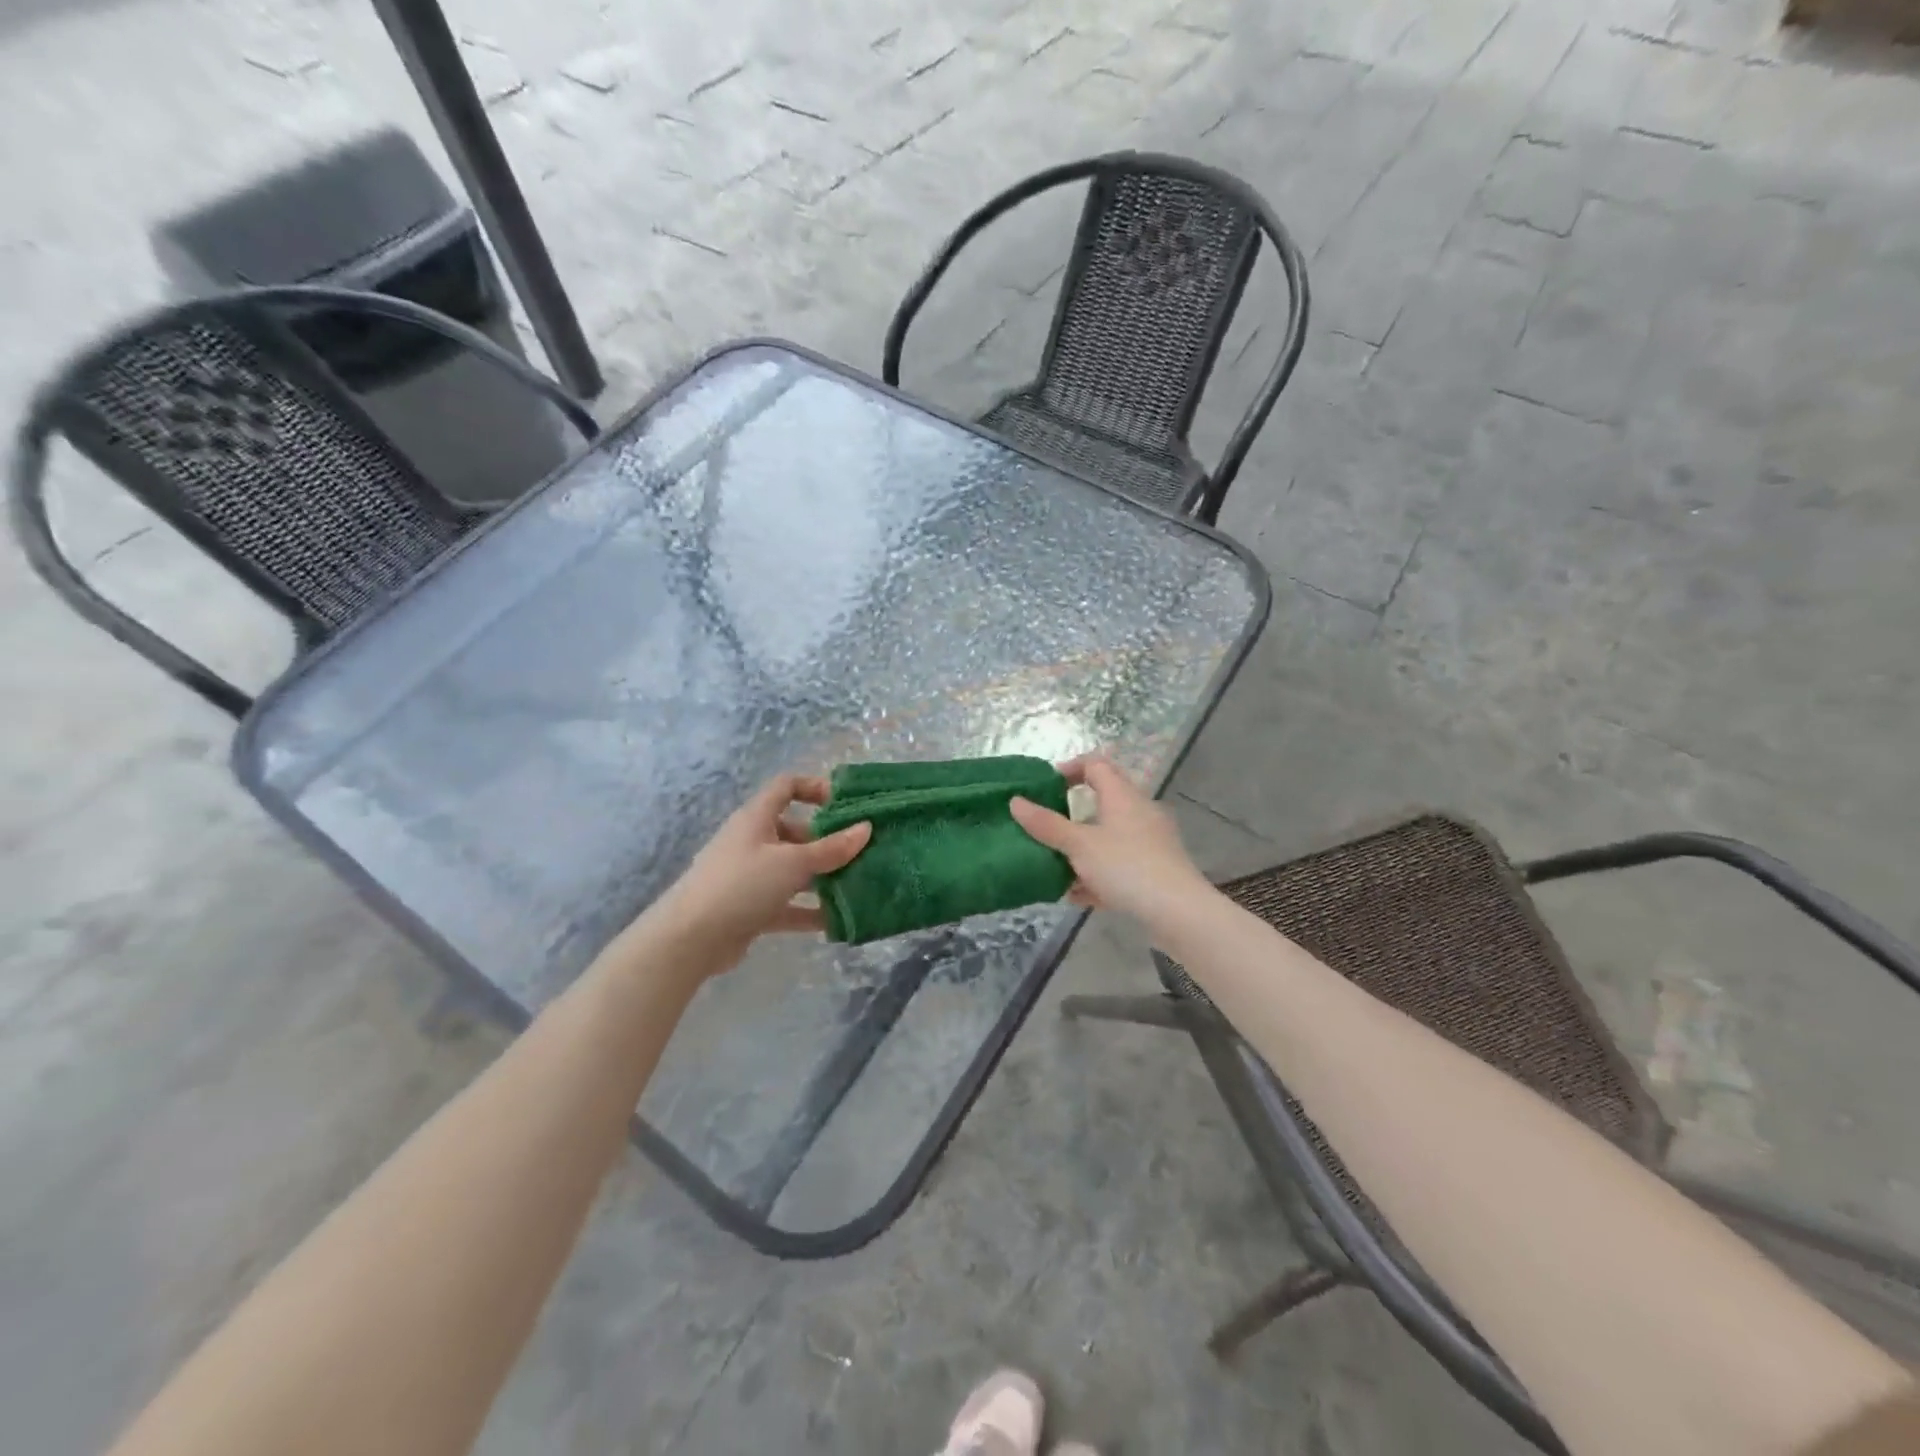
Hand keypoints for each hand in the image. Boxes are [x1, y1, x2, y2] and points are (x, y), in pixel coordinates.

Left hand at [643, 773, 869, 974]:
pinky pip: (788, 904)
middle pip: (796, 831)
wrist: (690, 939)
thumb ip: (831, 849)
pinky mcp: (752, 908)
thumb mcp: (792, 863)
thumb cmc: (742, 885)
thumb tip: (866, 828)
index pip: (786, 787)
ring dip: (823, 877)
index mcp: (757, 818)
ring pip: (794, 870)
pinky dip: (810, 910)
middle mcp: (753, 842)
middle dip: (828, 840)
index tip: (845, 804)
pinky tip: (839, 920)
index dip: (815, 788)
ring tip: (858, 884)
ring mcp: (751, 876)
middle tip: (861, 851)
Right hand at [1009, 756, 1211, 927]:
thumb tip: (1015, 801)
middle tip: (1045, 828)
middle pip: (1102, 801)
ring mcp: (1150, 842)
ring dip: (1082, 849)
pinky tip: (1079, 896)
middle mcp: (1139, 812)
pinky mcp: (1155, 870)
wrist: (1178, 912)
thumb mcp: (1079, 845)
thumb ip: (1046, 824)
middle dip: (1070, 815)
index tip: (1044, 787)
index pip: (1096, 764)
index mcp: (1123, 796)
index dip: (1069, 768)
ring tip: (1055, 867)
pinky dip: (1098, 874)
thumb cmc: (1126, 867)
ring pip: (1108, 837)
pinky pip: (1120, 864)